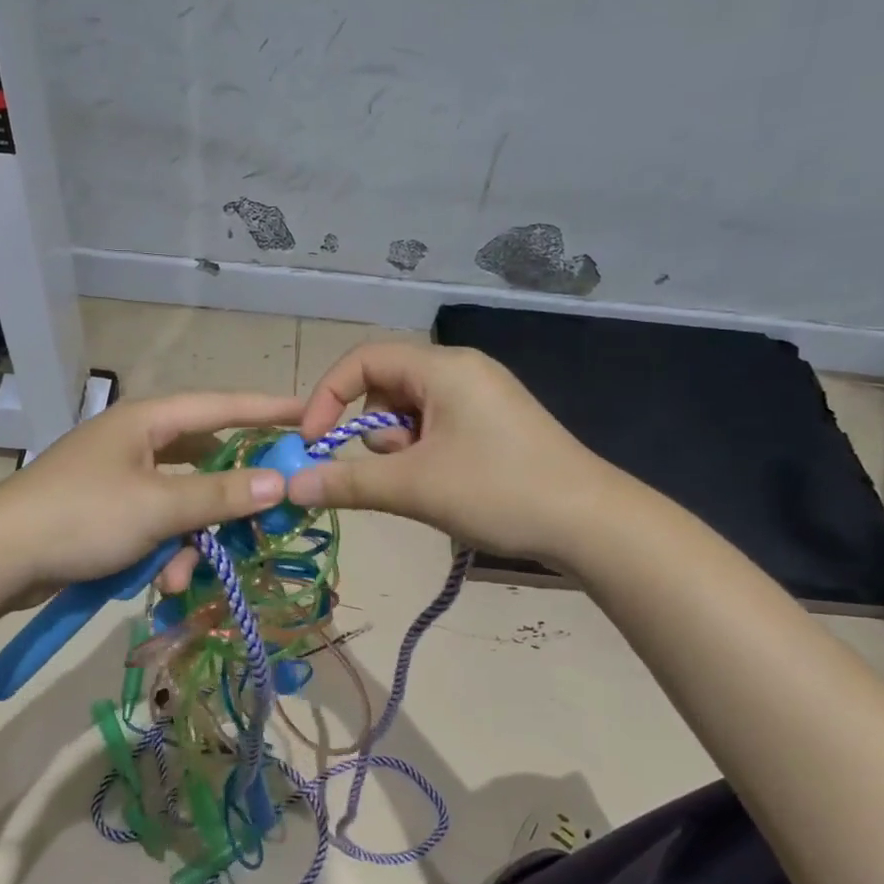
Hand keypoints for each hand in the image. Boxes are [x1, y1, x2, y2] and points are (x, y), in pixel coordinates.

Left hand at [0, 390, 303, 593]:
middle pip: (205, 460)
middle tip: (268, 513)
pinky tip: (158, 581)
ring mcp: (121, 478)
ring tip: (179, 575)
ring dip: (191, 540)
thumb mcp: (159, 507)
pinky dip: (164, 551)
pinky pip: (156, 525)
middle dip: (229, 497)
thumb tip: (279, 482)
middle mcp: (138, 442)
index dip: (267, 409)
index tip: (309, 413)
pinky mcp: (108, 512)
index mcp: (148, 422)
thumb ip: (221, 495)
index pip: (222, 406)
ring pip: (182, 502)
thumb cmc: (82, 517)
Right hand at [291, 343, 609, 562]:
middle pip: (386, 385)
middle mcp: (462, 369)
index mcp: (443, 367)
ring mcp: (482, 394)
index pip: (363, 360)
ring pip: (410, 410)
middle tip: (393, 469)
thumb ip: (347, 481)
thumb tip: (291, 485)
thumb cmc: (498, 491)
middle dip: (374, 429)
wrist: (592, 524)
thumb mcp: (414, 487)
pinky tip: (448, 483)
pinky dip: (425, 451)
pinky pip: (438, 424)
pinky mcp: (494, 421)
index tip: (312, 442)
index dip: (328, 397)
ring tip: (427, 481)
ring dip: (400, 446)